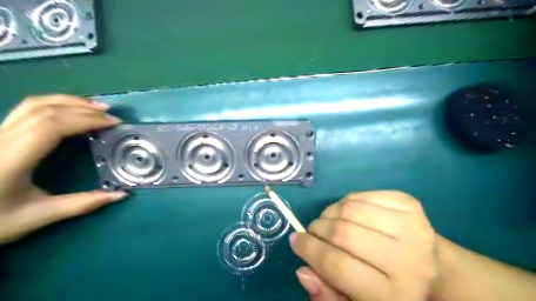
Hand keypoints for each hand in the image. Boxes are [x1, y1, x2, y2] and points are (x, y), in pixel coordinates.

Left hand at [0, 94, 126, 243]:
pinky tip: (71, 110)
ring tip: (96, 107)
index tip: (113, 124)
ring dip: (69, 101)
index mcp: (10, 159)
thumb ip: (82, 203)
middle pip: (45, 110)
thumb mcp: (39, 216)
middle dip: (83, 109)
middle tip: (111, 115)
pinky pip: (27, 109)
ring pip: (33, 104)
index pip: (51, 126)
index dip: (86, 120)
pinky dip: (55, 104)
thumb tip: (121, 195)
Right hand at [291, 192, 437, 299]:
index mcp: (394, 295)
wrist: (434, 269)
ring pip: (350, 208)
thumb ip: (328, 293)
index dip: (309, 250)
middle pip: (342, 233)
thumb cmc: (390, 290)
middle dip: (317, 229)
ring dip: (330, 213)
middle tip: (312, 231)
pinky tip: (348, 213)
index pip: (336, 265)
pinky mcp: (410, 205)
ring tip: (328, 221)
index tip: (296, 241)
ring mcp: (412, 227)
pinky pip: (362, 195)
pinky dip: (346, 201)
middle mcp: (408, 261)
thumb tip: (303, 270)